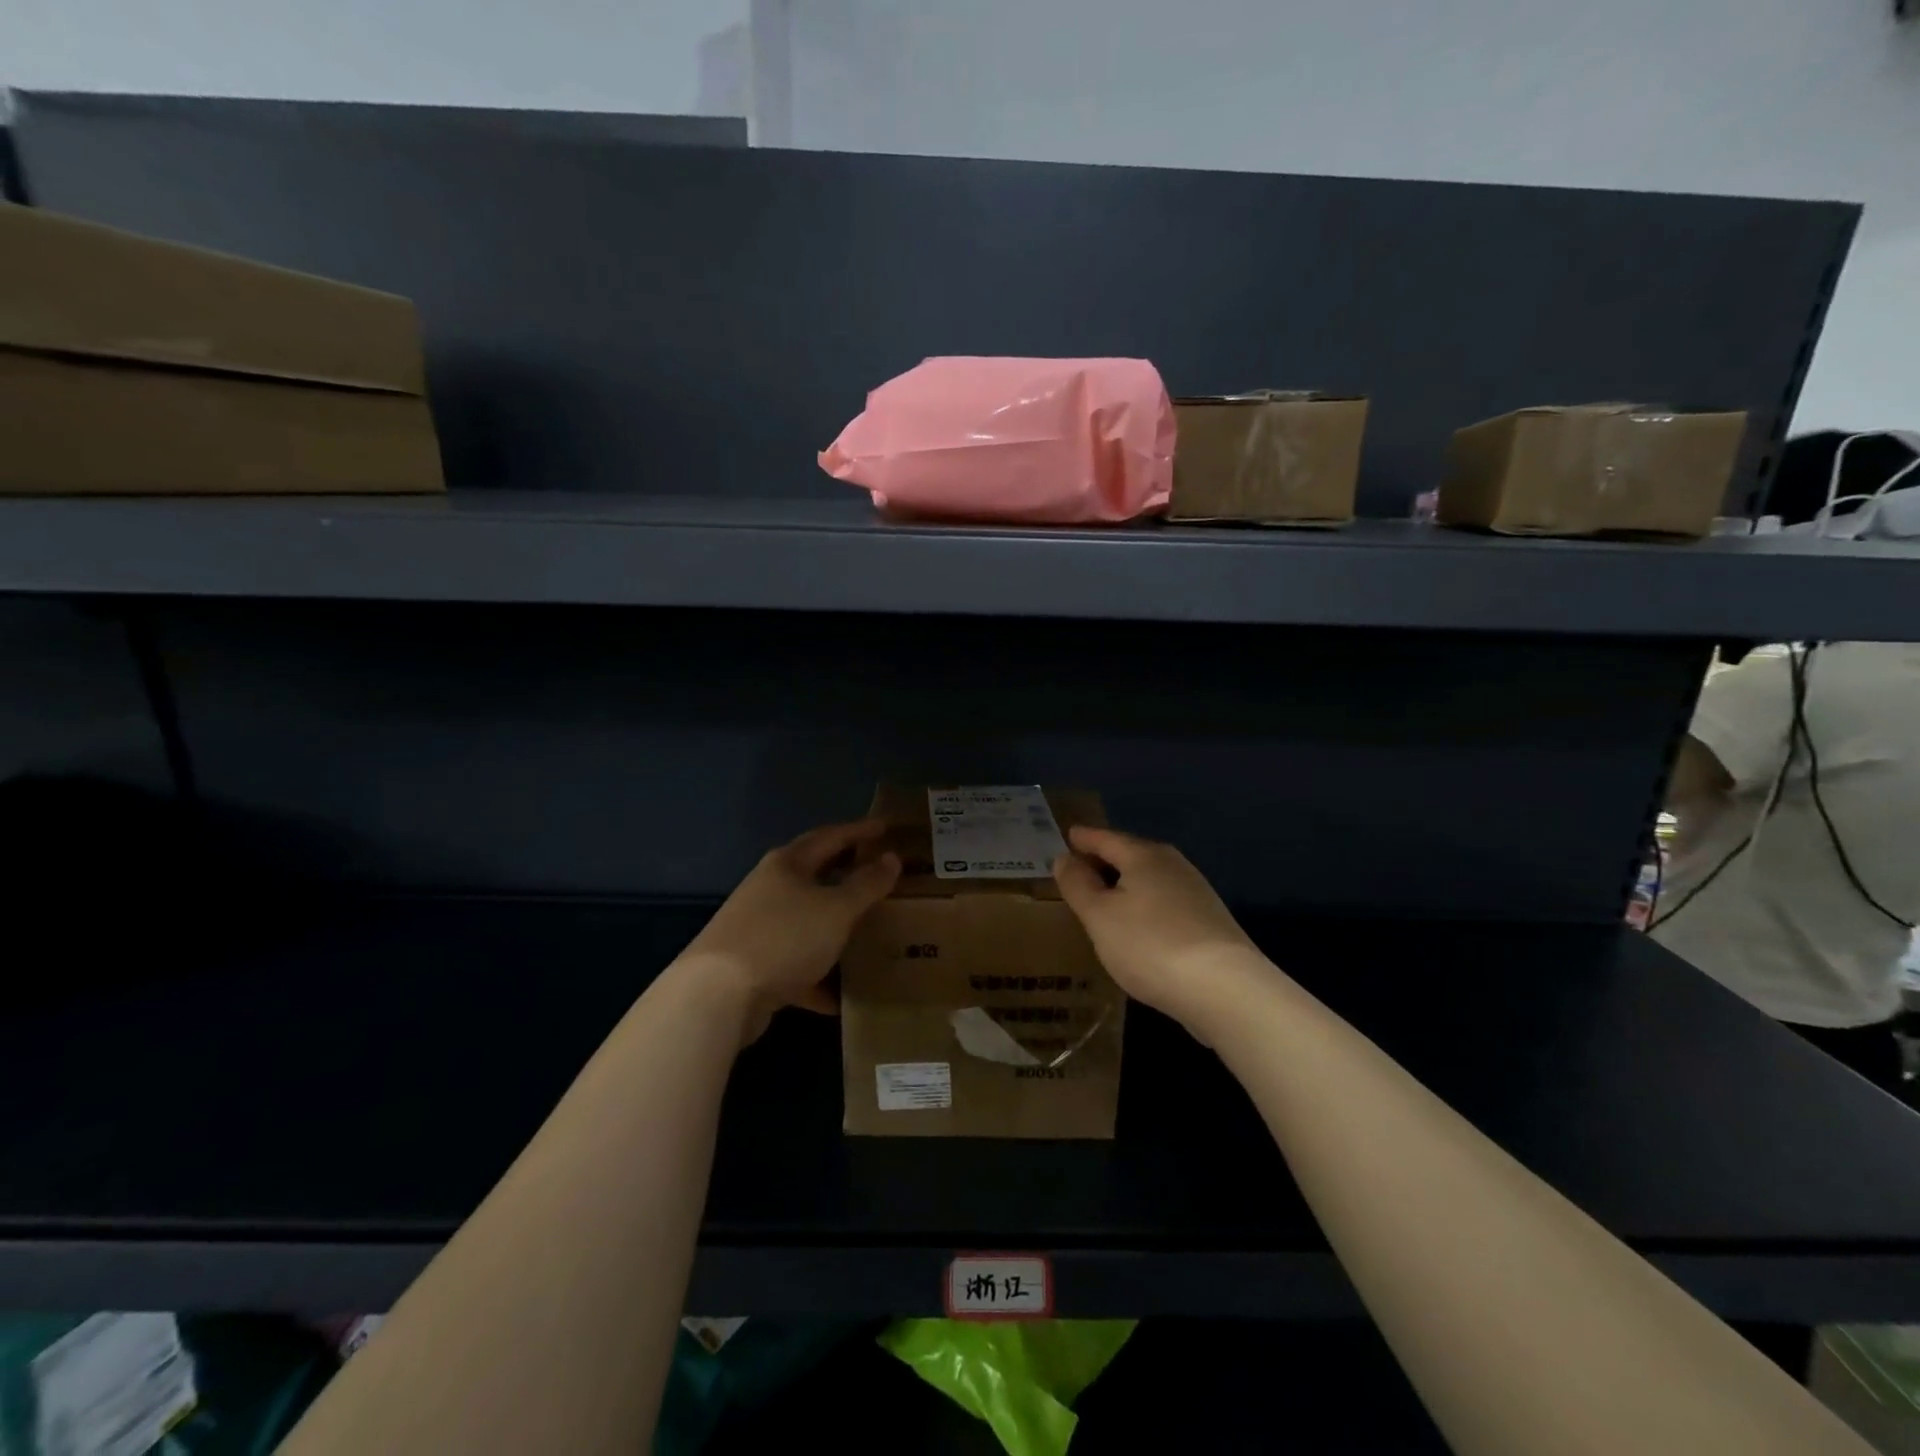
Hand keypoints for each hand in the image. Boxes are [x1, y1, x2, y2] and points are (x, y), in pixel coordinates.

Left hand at [676, 820, 900, 1044]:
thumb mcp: (837, 909)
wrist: (718, 995)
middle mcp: (769, 888)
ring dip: (833, 924)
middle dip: (846, 873)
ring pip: (806, 920)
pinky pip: (795, 964)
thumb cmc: (785, 937)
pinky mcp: (753, 965)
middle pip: (815, 874)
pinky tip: (839, 996)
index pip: (831, 836)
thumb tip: (891, 858)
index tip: (886, 827)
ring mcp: (758, 927)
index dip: (860, 830)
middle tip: (879, 871)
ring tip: (866, 929)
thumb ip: (867, 884)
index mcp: (788, 864)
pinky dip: (818, 975)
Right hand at [1052, 825, 1264, 1034]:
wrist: (1225, 989)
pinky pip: (1164, 901)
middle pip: (1131, 854)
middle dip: (1105, 859)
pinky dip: (1144, 905)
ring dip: (1125, 884)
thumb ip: (1078, 884)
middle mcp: (1173, 865)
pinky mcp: (1209, 921)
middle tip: (1079, 867)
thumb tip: (1065, 858)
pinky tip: (1137, 925)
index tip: (1067, 834)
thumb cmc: (1149, 944)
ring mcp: (1196, 892)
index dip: (1083, 838)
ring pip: (1150, 879)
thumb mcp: (1099, 916)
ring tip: (1103, 898)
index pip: (1105, 838)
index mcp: (1143, 856)